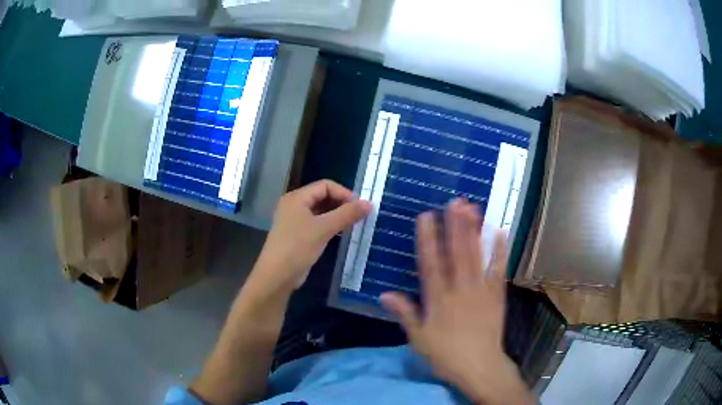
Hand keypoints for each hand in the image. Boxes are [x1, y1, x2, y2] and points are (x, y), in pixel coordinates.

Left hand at [255, 180, 371, 292]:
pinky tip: (341, 233)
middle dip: (341, 204)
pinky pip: (316, 223)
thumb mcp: (324, 229)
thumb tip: (369, 203)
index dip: (344, 193)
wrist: (277, 276)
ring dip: (337, 215)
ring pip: (320, 211)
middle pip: (322, 196)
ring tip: (354, 224)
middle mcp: (294, 205)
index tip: (360, 207)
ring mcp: (294, 220)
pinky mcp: (297, 235)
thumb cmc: (298, 247)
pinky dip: (329, 225)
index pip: (325, 185)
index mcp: (297, 197)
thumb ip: (347, 214)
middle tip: (359, 216)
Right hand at [380, 199, 532, 404]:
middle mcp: (460, 290)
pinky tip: (500, 232)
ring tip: (473, 208)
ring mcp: (481, 291)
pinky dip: (500, 251)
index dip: (428, 239)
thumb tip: (385, 294)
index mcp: (439, 300)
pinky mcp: (497, 295)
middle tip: (455, 201)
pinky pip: (498, 270)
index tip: (426, 217)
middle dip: (455, 226)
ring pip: (477, 256)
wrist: (480, 367)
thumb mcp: (419, 339)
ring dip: (475, 231)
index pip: (431, 264)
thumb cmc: (446, 355)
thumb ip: (405, 314)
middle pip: (457, 253)